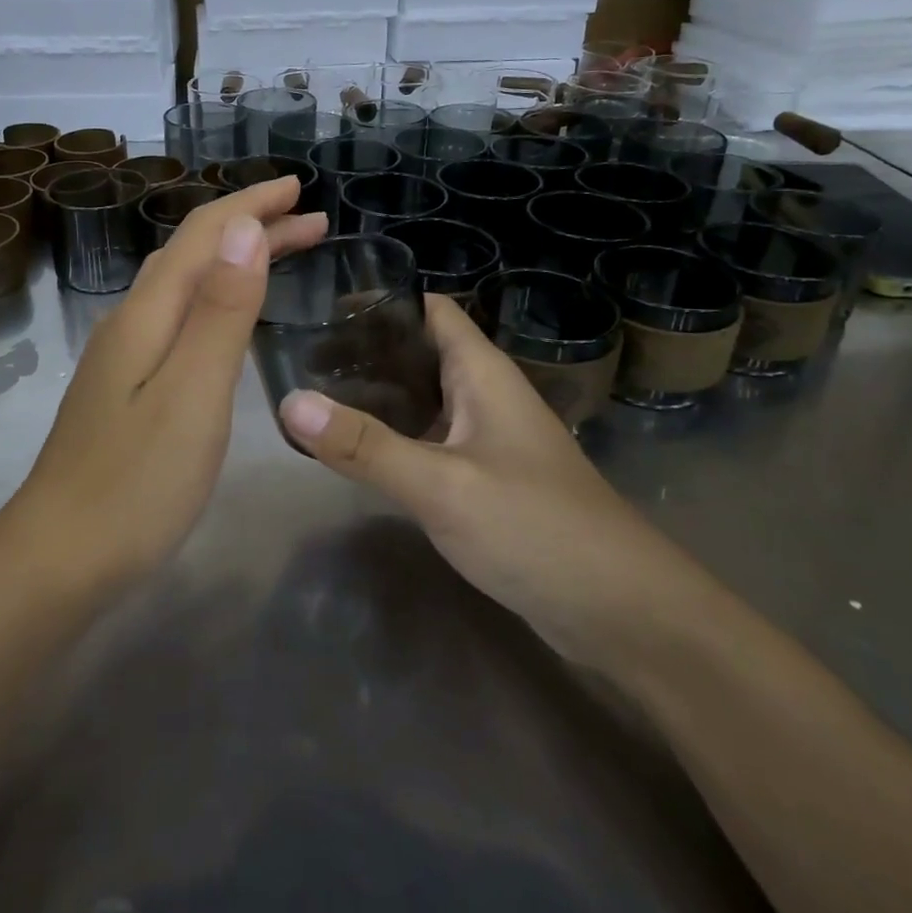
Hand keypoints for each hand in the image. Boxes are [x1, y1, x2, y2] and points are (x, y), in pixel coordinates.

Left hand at [14, 177, 328, 591]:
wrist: (59, 557)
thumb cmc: (136, 481)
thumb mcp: (192, 392)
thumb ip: (221, 311)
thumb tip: (245, 227)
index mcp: (148, 313)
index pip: (205, 234)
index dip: (252, 205)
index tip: (301, 189)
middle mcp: (132, 320)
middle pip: (194, 252)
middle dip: (251, 226)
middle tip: (311, 220)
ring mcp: (124, 355)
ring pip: (185, 284)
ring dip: (234, 259)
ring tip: (280, 253)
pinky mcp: (126, 386)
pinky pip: (179, 316)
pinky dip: (216, 296)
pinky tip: (227, 316)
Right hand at [278, 294, 698, 662]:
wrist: (622, 613)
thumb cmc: (536, 528)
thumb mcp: (441, 485)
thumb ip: (365, 445)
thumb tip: (289, 402)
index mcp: (481, 373)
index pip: (430, 309)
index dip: (381, 299)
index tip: (322, 305)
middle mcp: (485, 395)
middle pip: (420, 352)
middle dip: (365, 349)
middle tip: (301, 354)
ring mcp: (487, 439)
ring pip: (423, 398)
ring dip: (376, 394)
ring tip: (316, 395)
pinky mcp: (486, 480)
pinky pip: (430, 440)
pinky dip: (393, 436)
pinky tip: (357, 451)